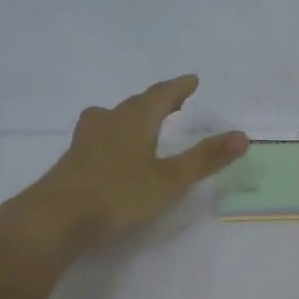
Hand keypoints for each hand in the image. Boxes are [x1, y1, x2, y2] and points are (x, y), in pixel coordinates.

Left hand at [0, 75, 248, 261]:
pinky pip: (96, 137)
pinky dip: (110, 135)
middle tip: (170, 100)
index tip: (191, 80)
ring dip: (127, 115)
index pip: (159, 96)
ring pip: (108, 118)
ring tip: (135, 120)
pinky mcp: (71, 163)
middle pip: (133, 105)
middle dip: (154, 101)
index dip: (177, 88)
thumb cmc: (118, 195)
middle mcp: (108, 124)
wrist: (55, 219)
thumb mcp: (169, 180)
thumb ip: (205, 159)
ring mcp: (85, 142)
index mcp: (134, 122)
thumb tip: (243, 135)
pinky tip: (107, 152)